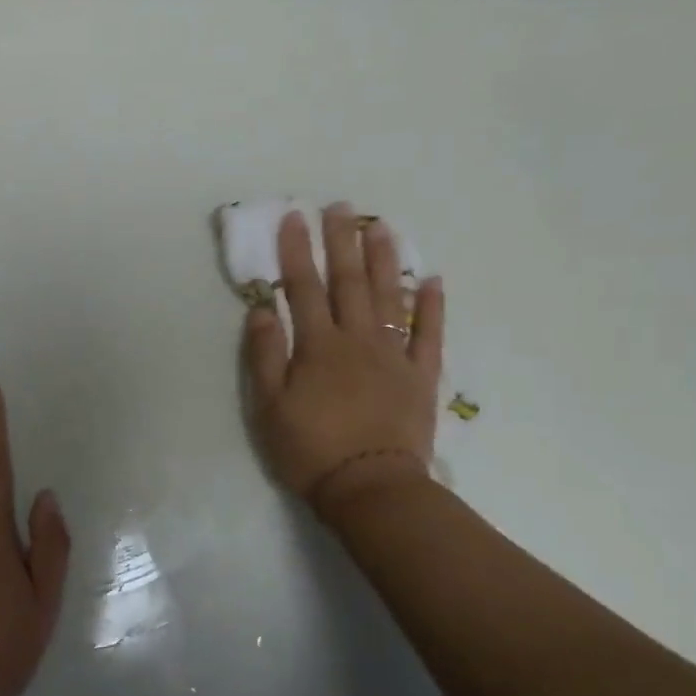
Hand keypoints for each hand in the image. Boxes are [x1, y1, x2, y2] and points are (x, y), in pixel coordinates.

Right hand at [243, 204, 444, 511]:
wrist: (371, 488)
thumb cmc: (310, 448)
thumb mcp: (269, 406)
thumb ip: (265, 354)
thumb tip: (261, 309)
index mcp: (318, 345)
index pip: (304, 288)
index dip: (297, 251)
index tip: (294, 217)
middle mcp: (358, 339)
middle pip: (350, 282)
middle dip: (342, 242)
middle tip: (341, 207)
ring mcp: (394, 355)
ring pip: (391, 297)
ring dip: (385, 260)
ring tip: (381, 227)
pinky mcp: (421, 377)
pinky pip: (429, 335)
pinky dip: (433, 306)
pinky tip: (434, 280)